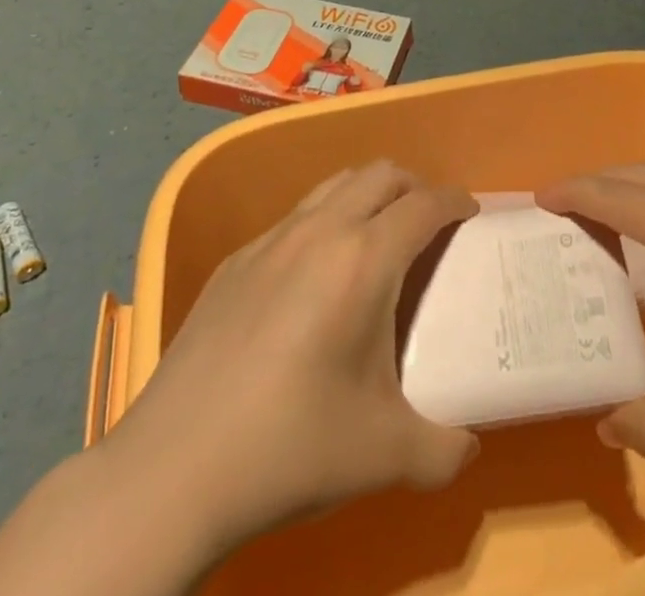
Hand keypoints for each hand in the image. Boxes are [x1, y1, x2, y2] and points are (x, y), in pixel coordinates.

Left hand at [99, 162, 479, 558]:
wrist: (173, 470)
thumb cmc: (291, 447)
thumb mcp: (385, 455)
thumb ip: (444, 446)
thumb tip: (468, 443)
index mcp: (364, 260)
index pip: (423, 204)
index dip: (455, 201)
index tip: (471, 213)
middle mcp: (320, 231)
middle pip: (380, 174)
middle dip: (414, 186)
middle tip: (429, 223)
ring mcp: (271, 240)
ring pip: (334, 185)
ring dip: (367, 195)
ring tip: (377, 238)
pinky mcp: (235, 261)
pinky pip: (294, 218)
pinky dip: (324, 223)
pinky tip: (314, 279)